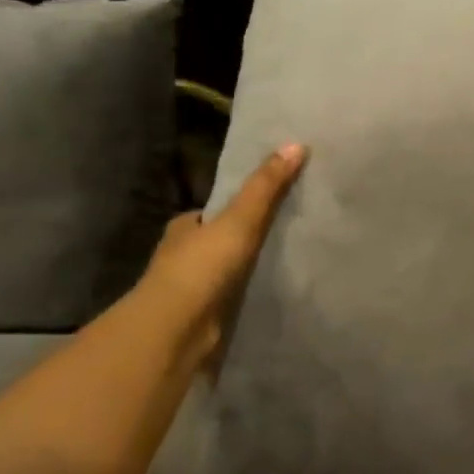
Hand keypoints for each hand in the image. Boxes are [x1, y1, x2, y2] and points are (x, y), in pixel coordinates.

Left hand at [142, 143, 306, 359]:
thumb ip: (266, 187)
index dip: (234, 207)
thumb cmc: (201, 267)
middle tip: (284, 235)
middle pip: (218, 241)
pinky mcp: (202, 318)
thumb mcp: (239, 219)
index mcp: (184, 228)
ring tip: (286, 265)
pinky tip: (270, 296)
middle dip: (241, 240)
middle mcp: (183, 256)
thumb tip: (296, 144)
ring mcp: (191, 290)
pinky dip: (246, 296)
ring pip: (223, 273)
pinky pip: (230, 300)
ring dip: (245, 271)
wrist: (176, 330)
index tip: (264, 205)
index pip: (210, 212)